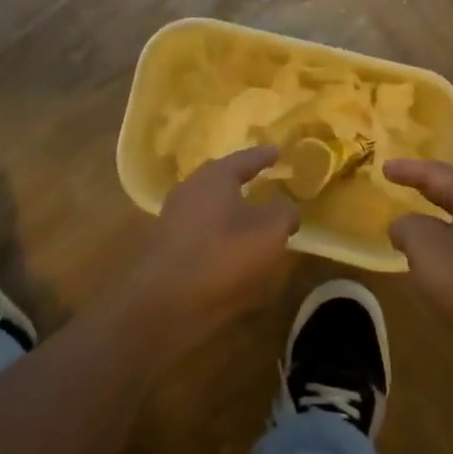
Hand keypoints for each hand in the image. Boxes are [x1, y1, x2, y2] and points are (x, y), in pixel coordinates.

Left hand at [125, 147, 298, 357]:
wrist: (166, 302)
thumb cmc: (224, 256)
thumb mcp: (270, 232)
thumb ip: (283, 213)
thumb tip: (286, 208)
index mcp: (214, 176)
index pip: (245, 158)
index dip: (264, 156)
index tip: (278, 151)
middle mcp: (190, 188)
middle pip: (220, 178)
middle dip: (240, 177)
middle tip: (260, 176)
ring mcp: (173, 216)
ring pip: (208, 203)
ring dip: (228, 206)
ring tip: (249, 213)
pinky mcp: (166, 244)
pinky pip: (200, 228)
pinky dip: (218, 230)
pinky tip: (230, 243)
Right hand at [385, 160, 452, 371]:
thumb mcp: (425, 247)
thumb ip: (407, 227)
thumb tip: (402, 225)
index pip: (437, 173)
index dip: (408, 169)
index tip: (383, 166)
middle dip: (428, 189)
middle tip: (402, 184)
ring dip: (440, 220)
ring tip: (415, 224)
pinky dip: (452, 246)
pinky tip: (440, 261)